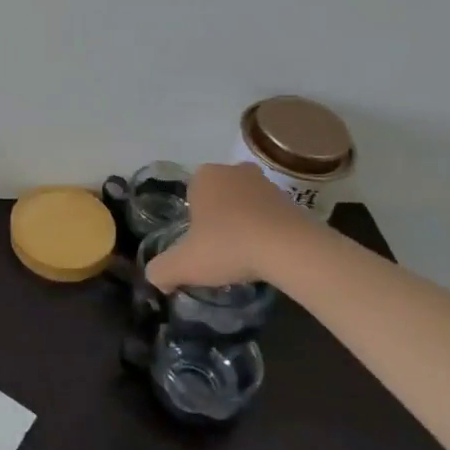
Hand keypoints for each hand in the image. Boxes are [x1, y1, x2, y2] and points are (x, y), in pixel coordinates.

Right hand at [143, 162, 323, 292]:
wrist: (290, 249)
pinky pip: (271, 216)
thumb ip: (161, 270)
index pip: (191, 197)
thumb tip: (155, 279)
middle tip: (221, 251)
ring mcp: (266, 183)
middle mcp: (233, 171)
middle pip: (219, 199)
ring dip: (244, 225)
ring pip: (245, 206)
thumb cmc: (228, 246)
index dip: (194, 224)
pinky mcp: (293, 200)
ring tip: (246, 257)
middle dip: (219, 221)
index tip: (201, 247)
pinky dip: (268, 231)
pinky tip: (268, 255)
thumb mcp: (184, 264)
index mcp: (204, 176)